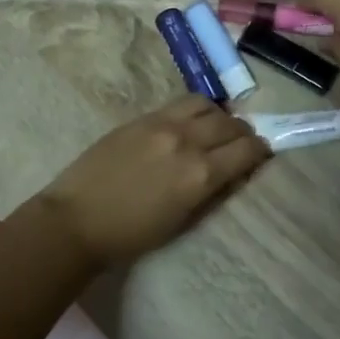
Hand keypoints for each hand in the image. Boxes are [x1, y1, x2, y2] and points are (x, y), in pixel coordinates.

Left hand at [32, 97, 270, 269]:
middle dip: (243, 133)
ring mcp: (163, 124)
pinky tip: (190, 123)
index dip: (260, 152)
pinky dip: (195, 111)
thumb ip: (213, 192)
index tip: (262, 155)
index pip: (246, 150)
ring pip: (207, 105)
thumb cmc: (132, 234)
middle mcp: (187, 141)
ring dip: (219, 116)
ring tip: (215, 129)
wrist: (77, 219)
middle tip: (242, 143)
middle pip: (231, 124)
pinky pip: (180, 104)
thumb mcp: (183, 221)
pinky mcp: (142, 117)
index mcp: (200, 174)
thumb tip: (235, 173)